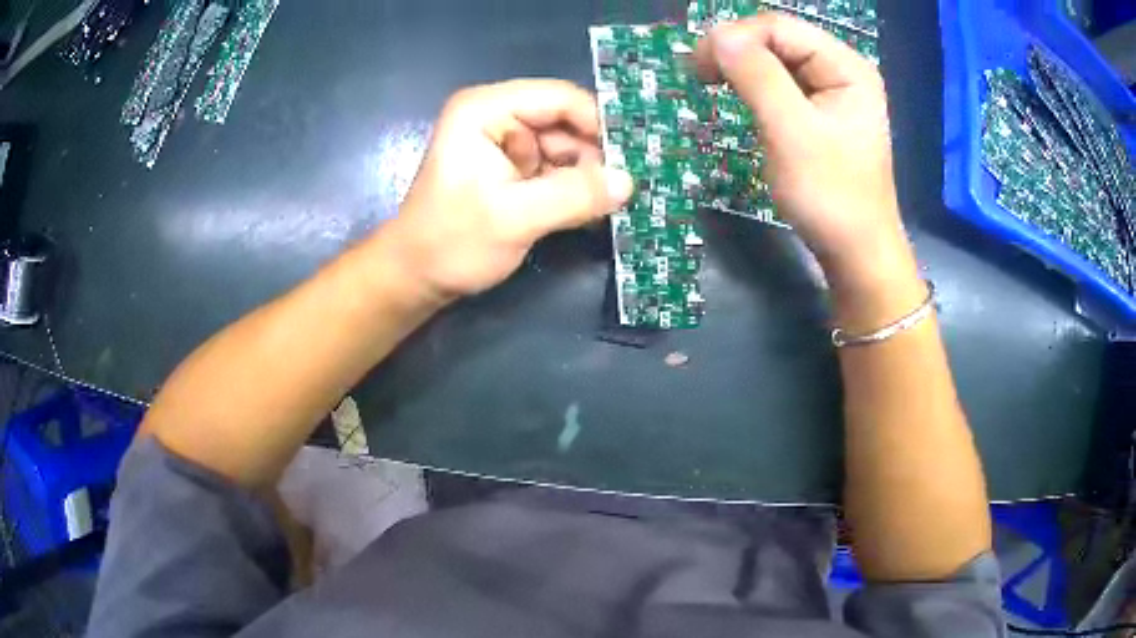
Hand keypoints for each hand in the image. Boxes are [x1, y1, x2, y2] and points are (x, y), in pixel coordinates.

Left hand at [379, 79, 633, 302]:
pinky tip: (590, 212)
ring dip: (588, 177)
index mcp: (486, 110)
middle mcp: (497, 116)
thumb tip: (629, 181)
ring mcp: (506, 142)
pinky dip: (575, 190)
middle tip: (624, 191)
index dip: (598, 124)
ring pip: (567, 148)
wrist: (418, 277)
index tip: (631, 159)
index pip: (559, 98)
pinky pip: (557, 169)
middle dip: (595, 156)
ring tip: (608, 207)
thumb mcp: (515, 218)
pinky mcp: (513, 169)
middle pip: (566, 122)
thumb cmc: (452, 242)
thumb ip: (573, 196)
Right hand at [694, 15, 916, 291]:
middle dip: (737, 51)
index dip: (735, 38)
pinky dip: (754, 86)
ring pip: (776, 60)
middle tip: (699, 77)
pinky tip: (740, 97)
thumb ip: (757, 76)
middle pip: (778, 39)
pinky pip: (782, 84)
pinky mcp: (821, 112)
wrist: (855, 253)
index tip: (697, 68)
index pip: (780, 27)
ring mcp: (833, 91)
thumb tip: (717, 36)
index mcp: (846, 66)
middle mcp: (842, 70)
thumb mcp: (790, 132)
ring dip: (741, 68)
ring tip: (711, 84)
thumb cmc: (829, 195)